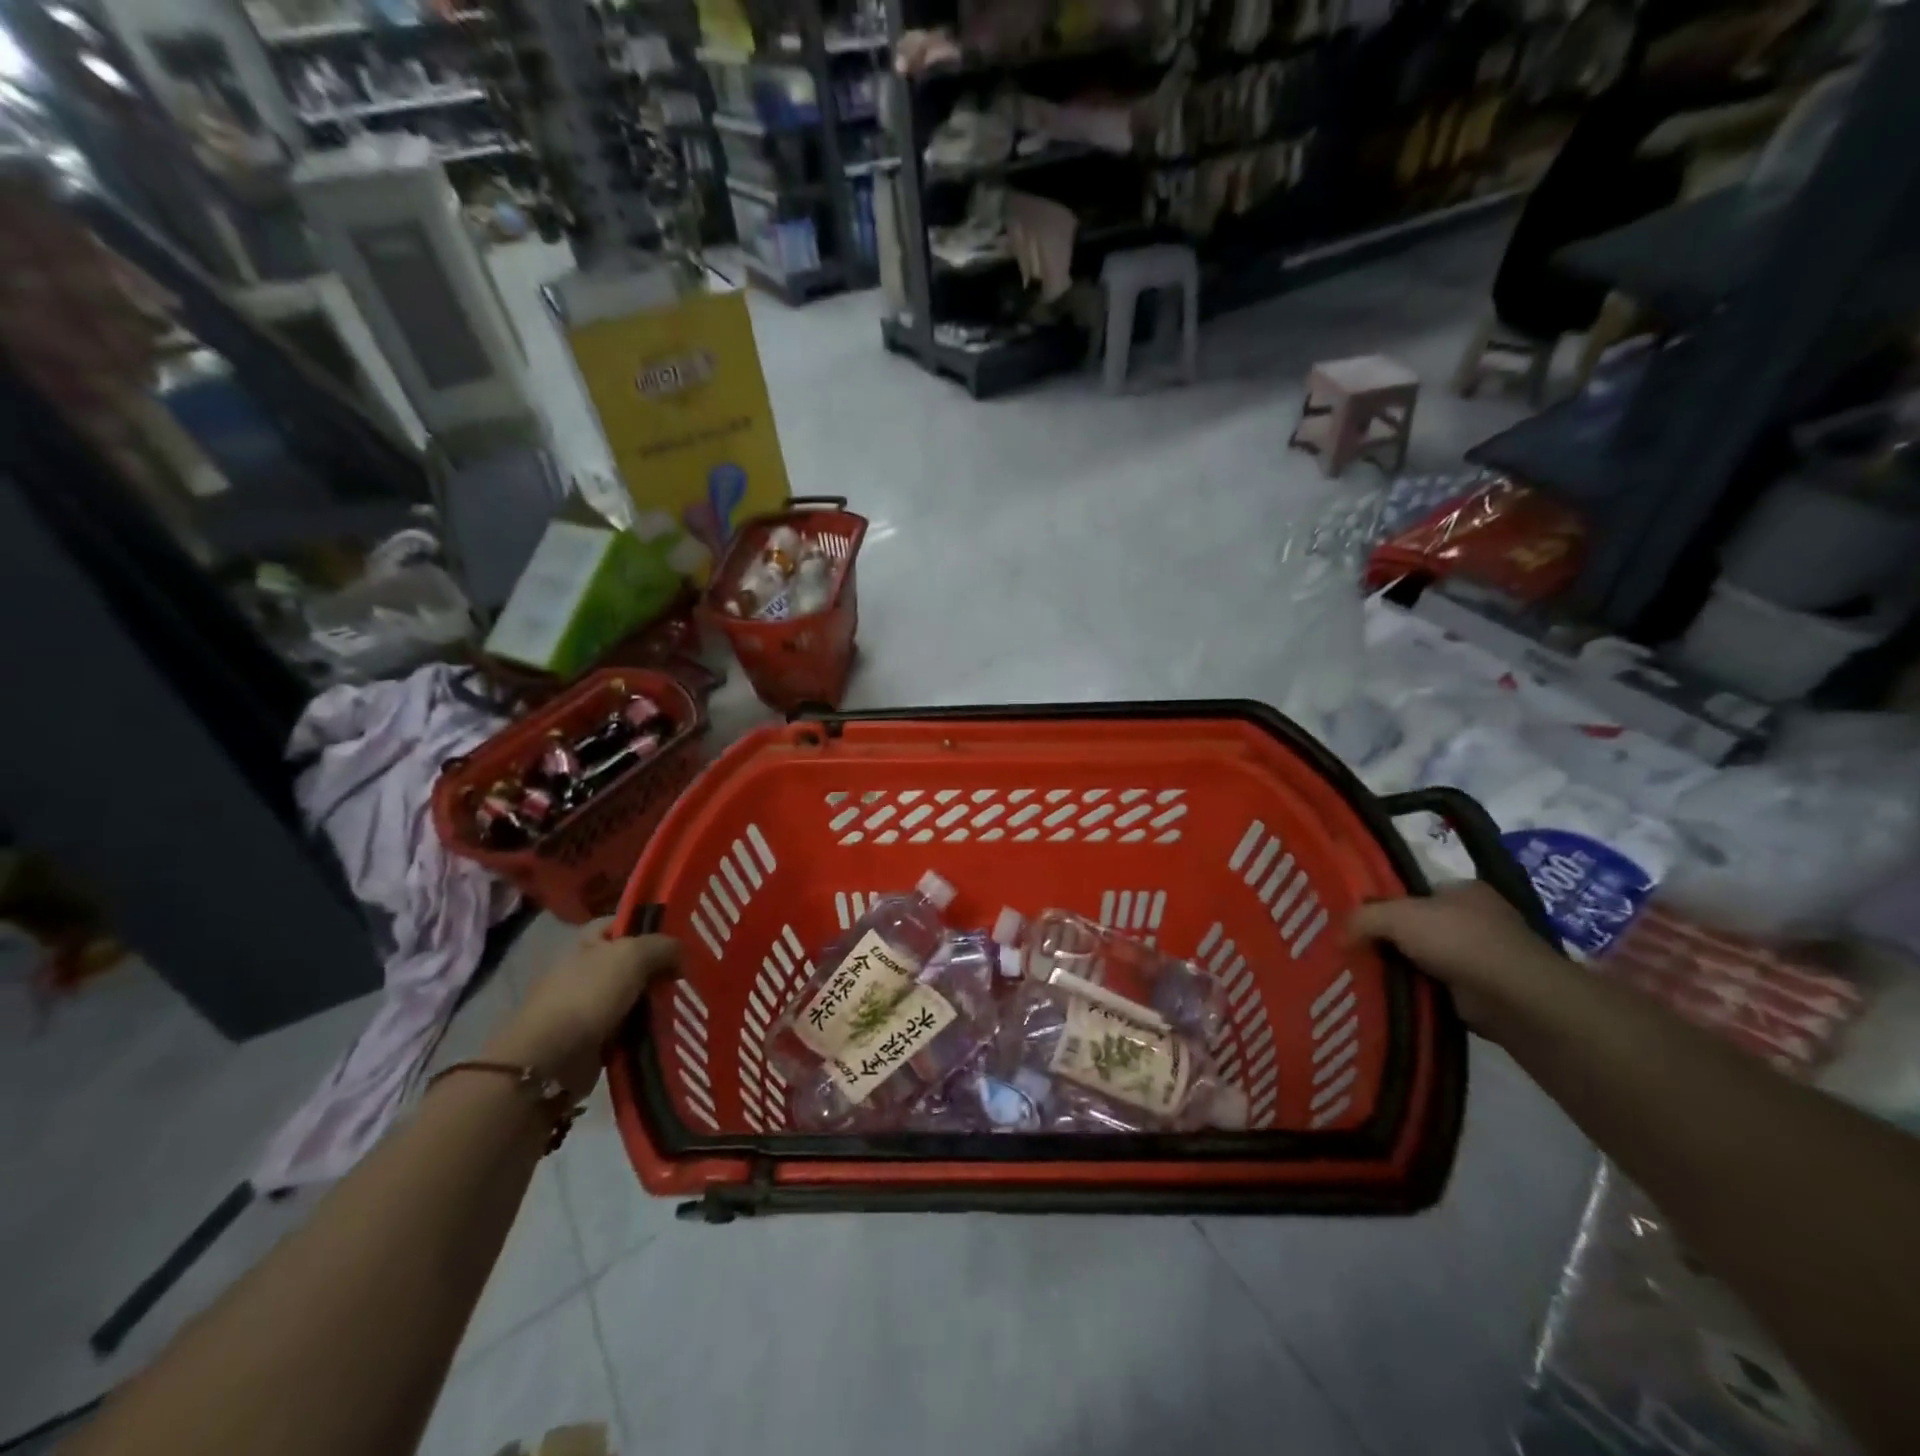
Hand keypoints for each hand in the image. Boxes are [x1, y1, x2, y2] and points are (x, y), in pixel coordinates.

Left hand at [483, 924, 681, 1100]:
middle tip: (692, 971)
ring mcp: (590, 1004)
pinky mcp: (596, 1037)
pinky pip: (631, 1025)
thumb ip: (663, 945)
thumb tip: (682, 954)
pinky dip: (648, 1027)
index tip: (683, 934)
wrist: (551, 1059)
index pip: (624, 922)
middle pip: (634, 960)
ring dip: (658, 1000)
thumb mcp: (633, 955)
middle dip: (662, 966)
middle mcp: (588, 969)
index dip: (652, 925)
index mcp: (589, 941)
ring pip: (636, 994)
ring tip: (688, 1001)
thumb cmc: (589, 995)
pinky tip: (671, 1027)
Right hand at [1349, 881, 1560, 1036]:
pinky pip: (1438, 986)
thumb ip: (1362, 918)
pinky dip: (1419, 990)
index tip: (1357, 920)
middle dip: (1392, 938)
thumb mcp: (1397, 916)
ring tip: (1365, 974)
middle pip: (1419, 925)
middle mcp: (1478, 918)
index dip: (1385, 903)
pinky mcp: (1485, 991)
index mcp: (1464, 889)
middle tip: (1354, 948)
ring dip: (1404, 967)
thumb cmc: (1458, 940)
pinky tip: (1393, 995)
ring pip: (1427, 957)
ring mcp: (1485, 956)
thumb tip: (1336, 935)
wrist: (1514, 997)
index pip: (1414, 892)